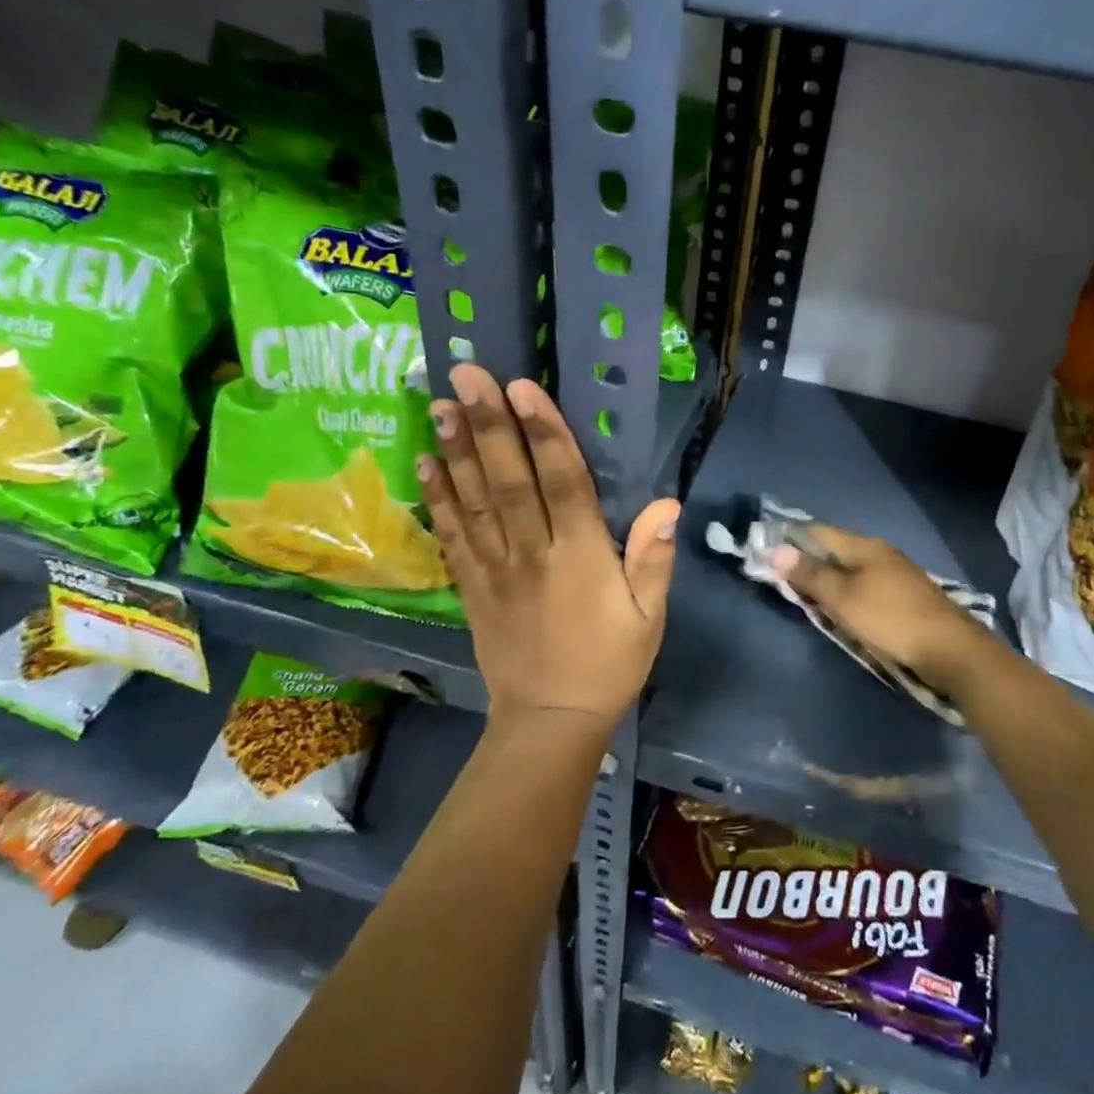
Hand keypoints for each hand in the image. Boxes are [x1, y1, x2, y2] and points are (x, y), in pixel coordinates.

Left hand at [420, 365, 680, 736]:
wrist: (551, 720)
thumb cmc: (609, 664)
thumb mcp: (649, 617)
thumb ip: (653, 559)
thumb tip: (667, 503)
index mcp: (582, 556)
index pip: (562, 482)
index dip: (543, 433)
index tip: (521, 389)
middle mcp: (533, 553)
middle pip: (509, 480)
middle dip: (488, 424)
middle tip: (465, 374)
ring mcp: (495, 569)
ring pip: (474, 501)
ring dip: (456, 450)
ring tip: (438, 403)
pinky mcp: (471, 587)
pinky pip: (452, 537)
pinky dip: (438, 499)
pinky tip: (425, 464)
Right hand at [772, 526, 991, 690]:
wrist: (950, 650)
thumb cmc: (890, 619)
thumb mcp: (842, 598)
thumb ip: (810, 574)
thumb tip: (776, 550)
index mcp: (864, 546)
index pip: (818, 531)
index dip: (791, 538)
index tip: (766, 550)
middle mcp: (880, 552)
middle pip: (835, 550)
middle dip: (808, 560)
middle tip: (781, 578)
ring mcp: (895, 574)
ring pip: (851, 569)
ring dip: (828, 579)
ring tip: (806, 595)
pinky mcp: (905, 596)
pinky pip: (865, 586)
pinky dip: (847, 593)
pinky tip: (842, 608)